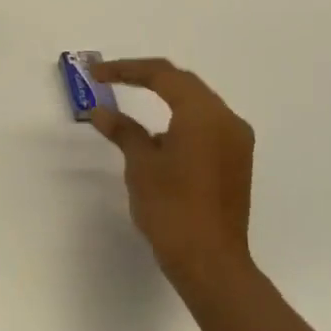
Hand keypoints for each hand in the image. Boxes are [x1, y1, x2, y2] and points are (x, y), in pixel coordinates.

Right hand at [88, 58, 256, 292]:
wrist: (209, 260)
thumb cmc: (171, 208)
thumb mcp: (141, 164)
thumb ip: (123, 131)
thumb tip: (102, 112)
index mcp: (205, 115)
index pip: (164, 76)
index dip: (127, 69)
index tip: (95, 74)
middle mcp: (227, 121)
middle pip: (184, 84)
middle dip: (146, 77)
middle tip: (109, 78)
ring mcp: (236, 142)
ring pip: (197, 104)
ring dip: (164, 97)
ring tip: (129, 99)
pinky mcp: (234, 161)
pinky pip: (205, 125)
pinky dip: (178, 118)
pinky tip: (155, 132)